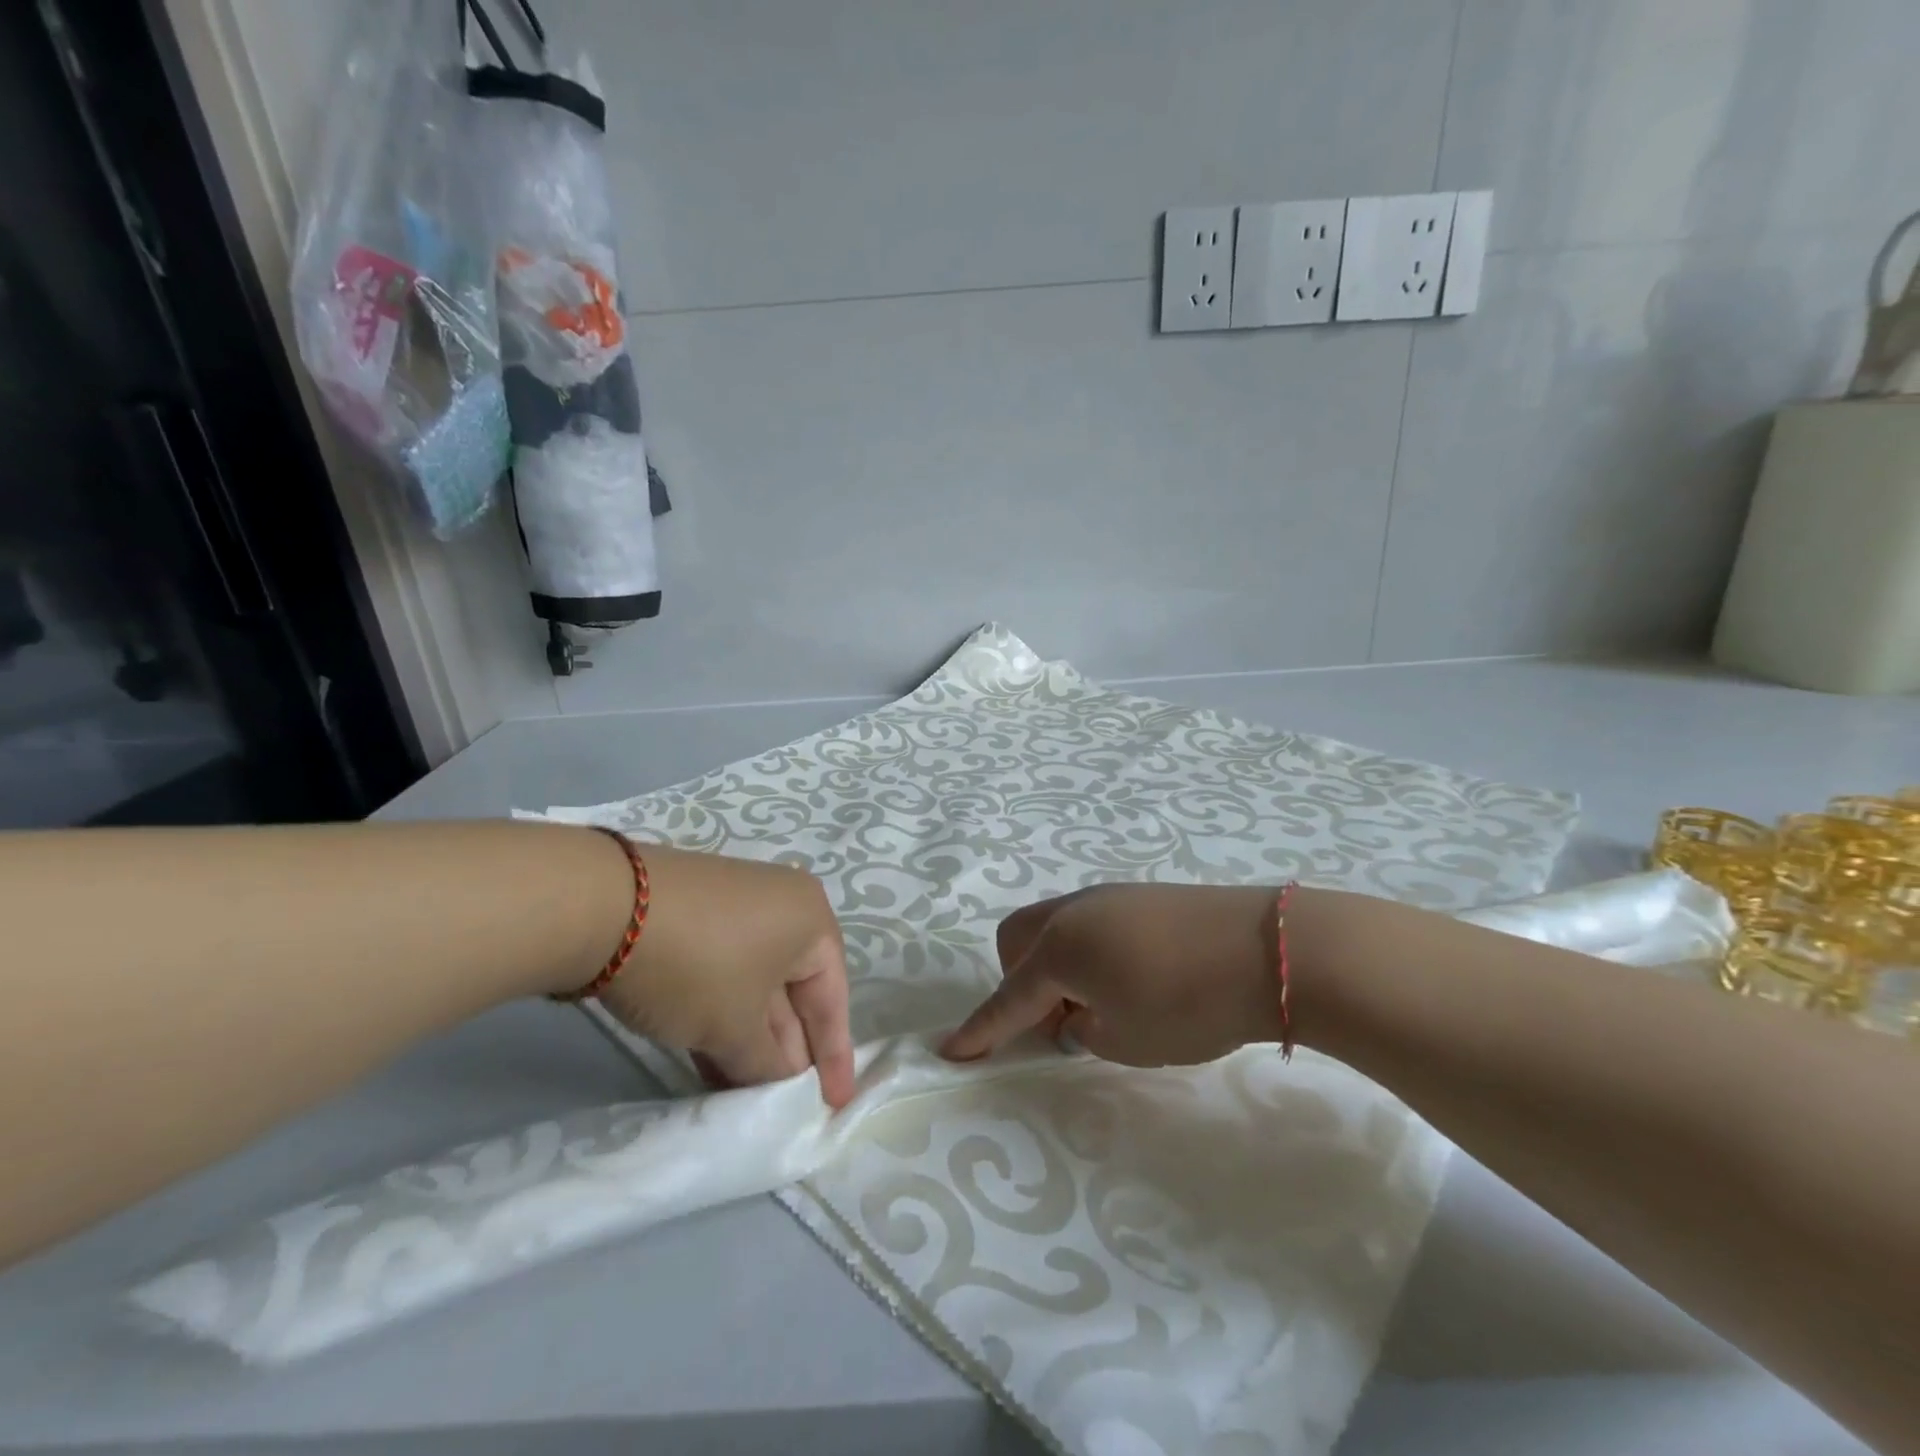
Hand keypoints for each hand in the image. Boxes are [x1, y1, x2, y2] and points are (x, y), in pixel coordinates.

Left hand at [595, 845, 855, 1106]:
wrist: (603, 907)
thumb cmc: (696, 966)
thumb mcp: (736, 1028)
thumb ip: (768, 1064)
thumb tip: (783, 1078)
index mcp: (811, 918)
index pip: (833, 997)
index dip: (835, 1056)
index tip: (834, 1104)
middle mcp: (781, 903)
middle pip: (794, 989)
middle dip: (786, 1049)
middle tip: (781, 1103)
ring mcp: (735, 904)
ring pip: (754, 983)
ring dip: (749, 1038)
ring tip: (741, 1093)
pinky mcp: (695, 912)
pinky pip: (724, 970)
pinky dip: (722, 1013)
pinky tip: (708, 1058)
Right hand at [941, 882, 1283, 1067]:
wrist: (1270, 950)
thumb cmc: (1188, 1005)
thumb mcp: (1125, 1038)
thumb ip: (1083, 1028)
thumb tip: (1075, 1012)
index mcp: (1059, 949)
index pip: (1008, 999)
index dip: (979, 1031)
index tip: (948, 1052)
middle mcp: (1073, 912)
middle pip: (1017, 940)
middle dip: (1018, 981)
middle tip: (1055, 1022)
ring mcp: (1107, 895)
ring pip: (1053, 926)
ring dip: (1054, 965)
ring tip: (1098, 1002)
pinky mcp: (1140, 893)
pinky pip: (1088, 921)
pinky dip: (1087, 951)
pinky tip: (1131, 977)